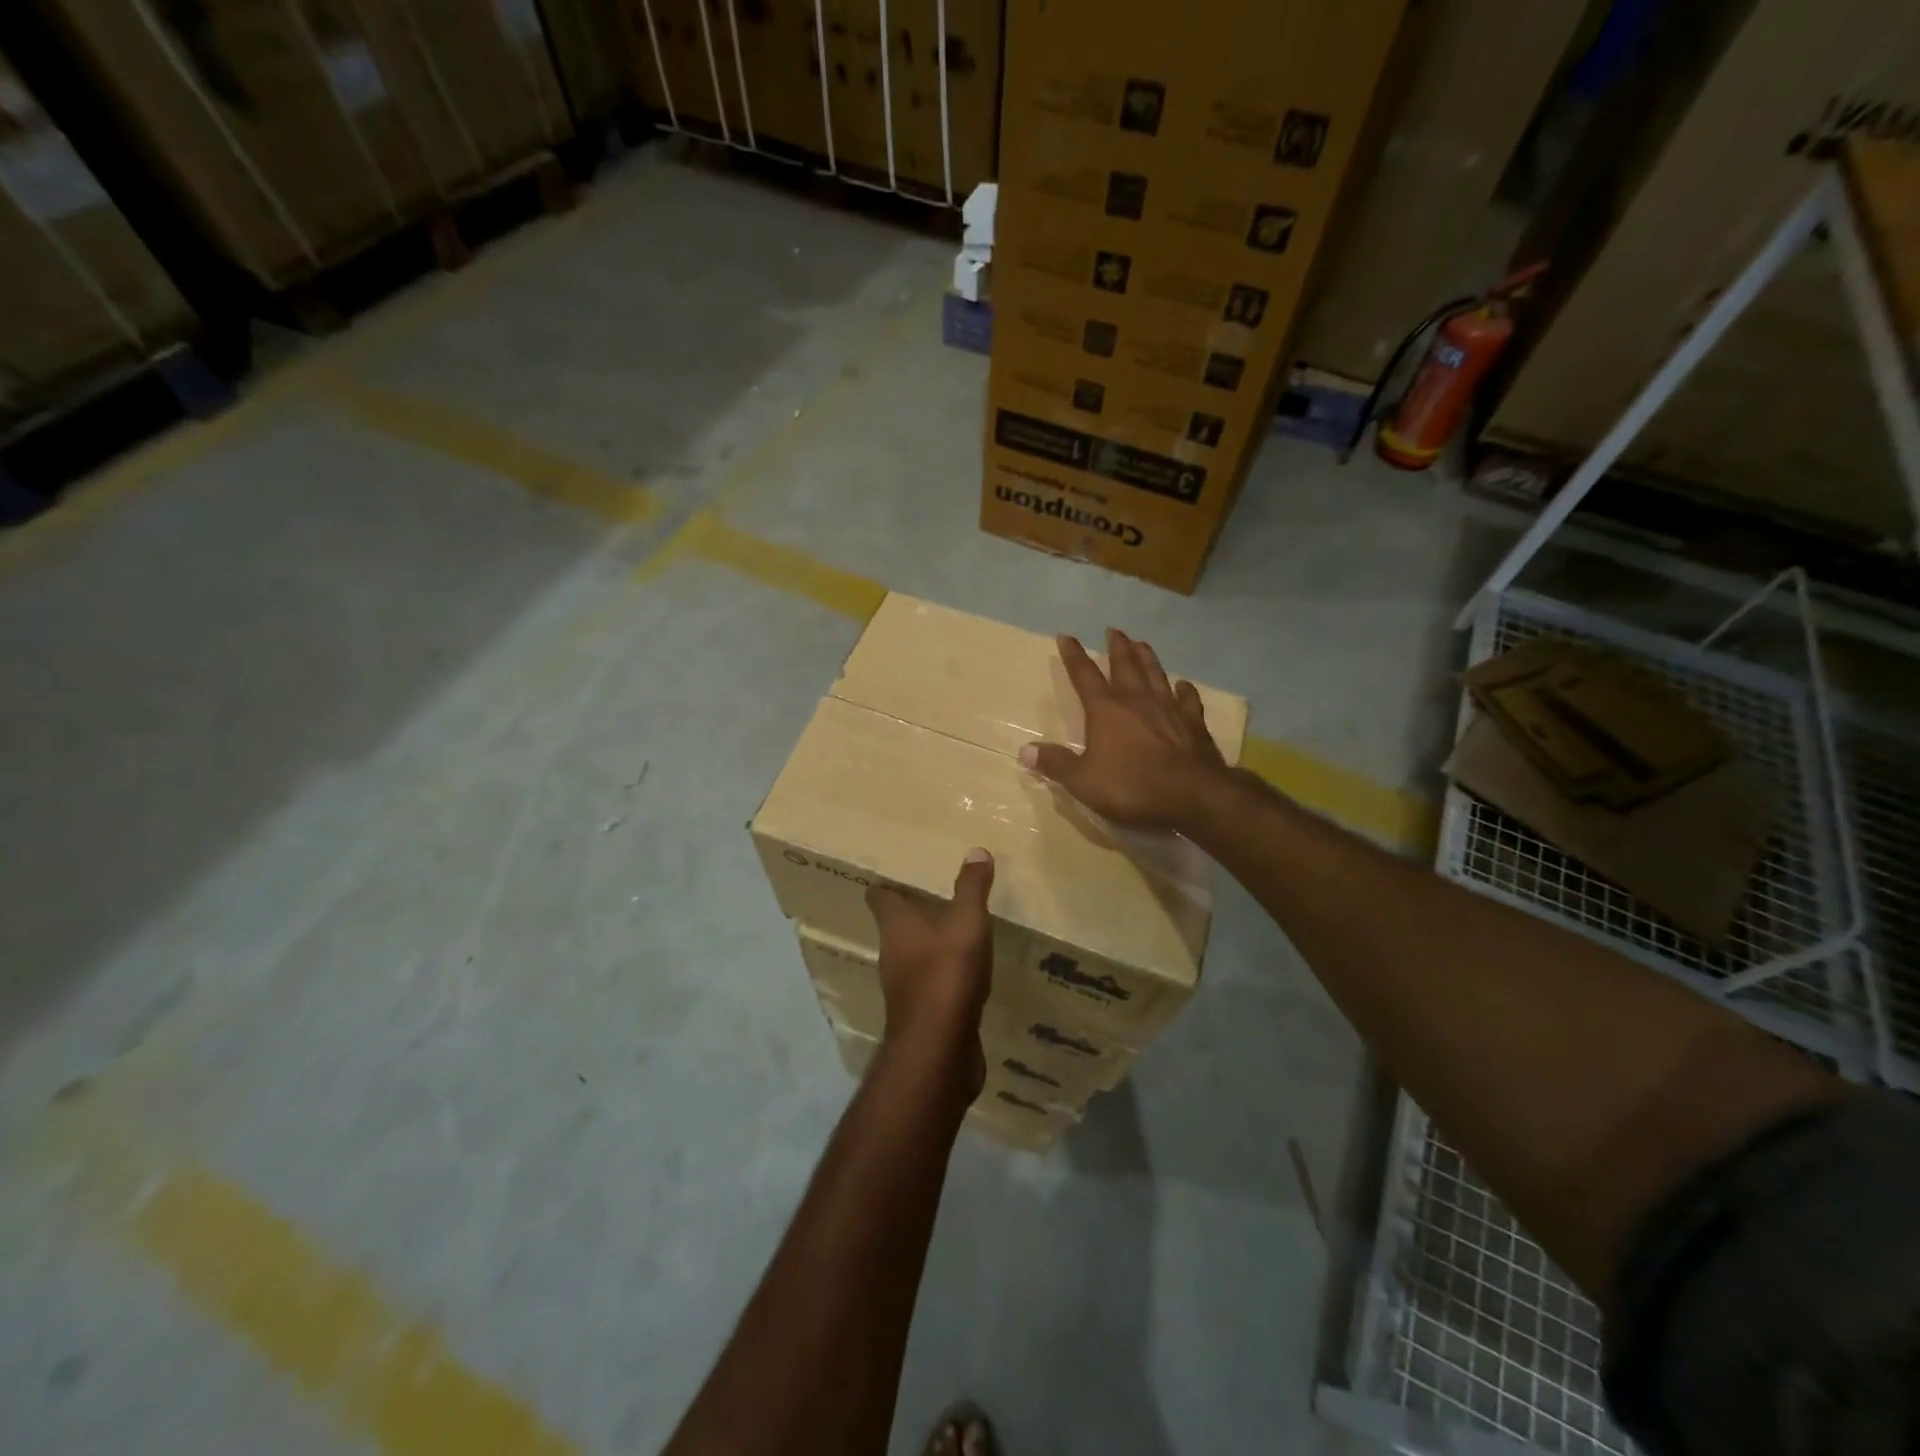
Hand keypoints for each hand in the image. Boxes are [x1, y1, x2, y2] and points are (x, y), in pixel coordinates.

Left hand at [865, 849, 995, 1099]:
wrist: (939, 1048)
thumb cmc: (947, 972)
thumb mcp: (967, 921)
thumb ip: (971, 887)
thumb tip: (976, 850)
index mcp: (896, 926)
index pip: (880, 897)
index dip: (887, 886)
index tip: (898, 875)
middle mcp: (892, 953)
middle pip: (895, 927)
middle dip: (911, 914)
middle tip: (933, 898)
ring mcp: (904, 987)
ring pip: (912, 957)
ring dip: (928, 945)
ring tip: (952, 931)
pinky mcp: (922, 1014)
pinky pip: (931, 986)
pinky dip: (943, 976)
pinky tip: (966, 974)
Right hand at [1020, 628, 1227, 832]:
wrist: (1191, 794)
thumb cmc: (1131, 786)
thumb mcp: (1083, 781)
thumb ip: (1056, 764)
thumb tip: (1025, 751)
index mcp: (1106, 711)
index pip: (1085, 676)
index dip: (1073, 656)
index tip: (1066, 636)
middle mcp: (1137, 701)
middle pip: (1125, 666)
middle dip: (1117, 647)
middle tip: (1113, 630)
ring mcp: (1168, 709)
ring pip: (1156, 674)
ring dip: (1147, 657)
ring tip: (1142, 643)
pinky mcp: (1193, 724)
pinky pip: (1188, 699)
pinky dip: (1185, 690)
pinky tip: (1184, 684)